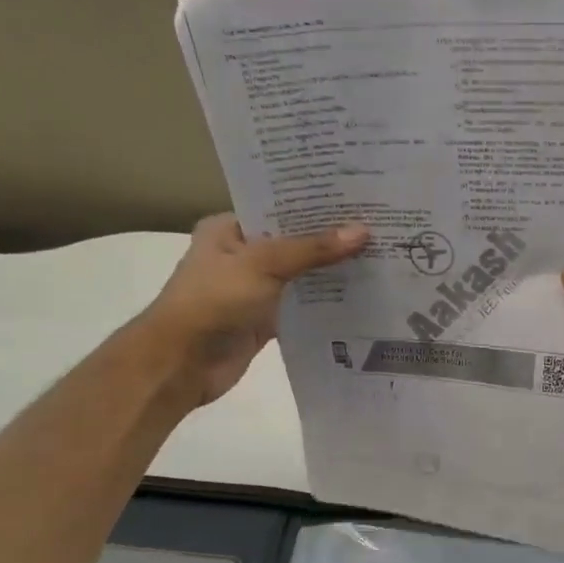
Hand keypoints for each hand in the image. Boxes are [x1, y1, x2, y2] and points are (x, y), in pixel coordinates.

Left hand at [138, 213, 368, 405]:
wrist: (183, 363)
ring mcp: (254, 290)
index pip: (278, 208)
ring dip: (331, 273)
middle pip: (294, 242)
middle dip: (330, 239)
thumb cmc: (214, 302)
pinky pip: (302, 307)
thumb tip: (363, 231)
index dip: (315, 205)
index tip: (358, 199)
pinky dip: (325, 305)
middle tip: (379, 227)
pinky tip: (361, 298)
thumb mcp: (263, 265)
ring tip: (380, 259)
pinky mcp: (266, 321)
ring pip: (300, 276)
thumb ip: (312, 249)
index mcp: (229, 229)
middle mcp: (242, 256)